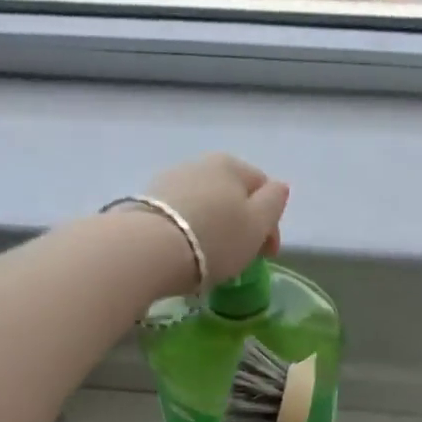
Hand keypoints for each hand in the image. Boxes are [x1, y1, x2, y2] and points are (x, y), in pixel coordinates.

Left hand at [146, 154, 287, 285]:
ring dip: (212, 227)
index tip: (266, 255)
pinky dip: (187, 232)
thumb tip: (277, 187)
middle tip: (240, 258)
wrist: (146, 249)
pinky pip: (178, 217)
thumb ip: (274, 202)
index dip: (270, 223)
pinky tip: (184, 253)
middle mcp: (199, 164)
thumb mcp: (257, 223)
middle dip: (240, 224)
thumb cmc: (213, 237)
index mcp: (231, 165)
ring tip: (210, 257)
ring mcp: (169, 181)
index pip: (263, 188)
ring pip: (203, 205)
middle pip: (231, 195)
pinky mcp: (144, 203)